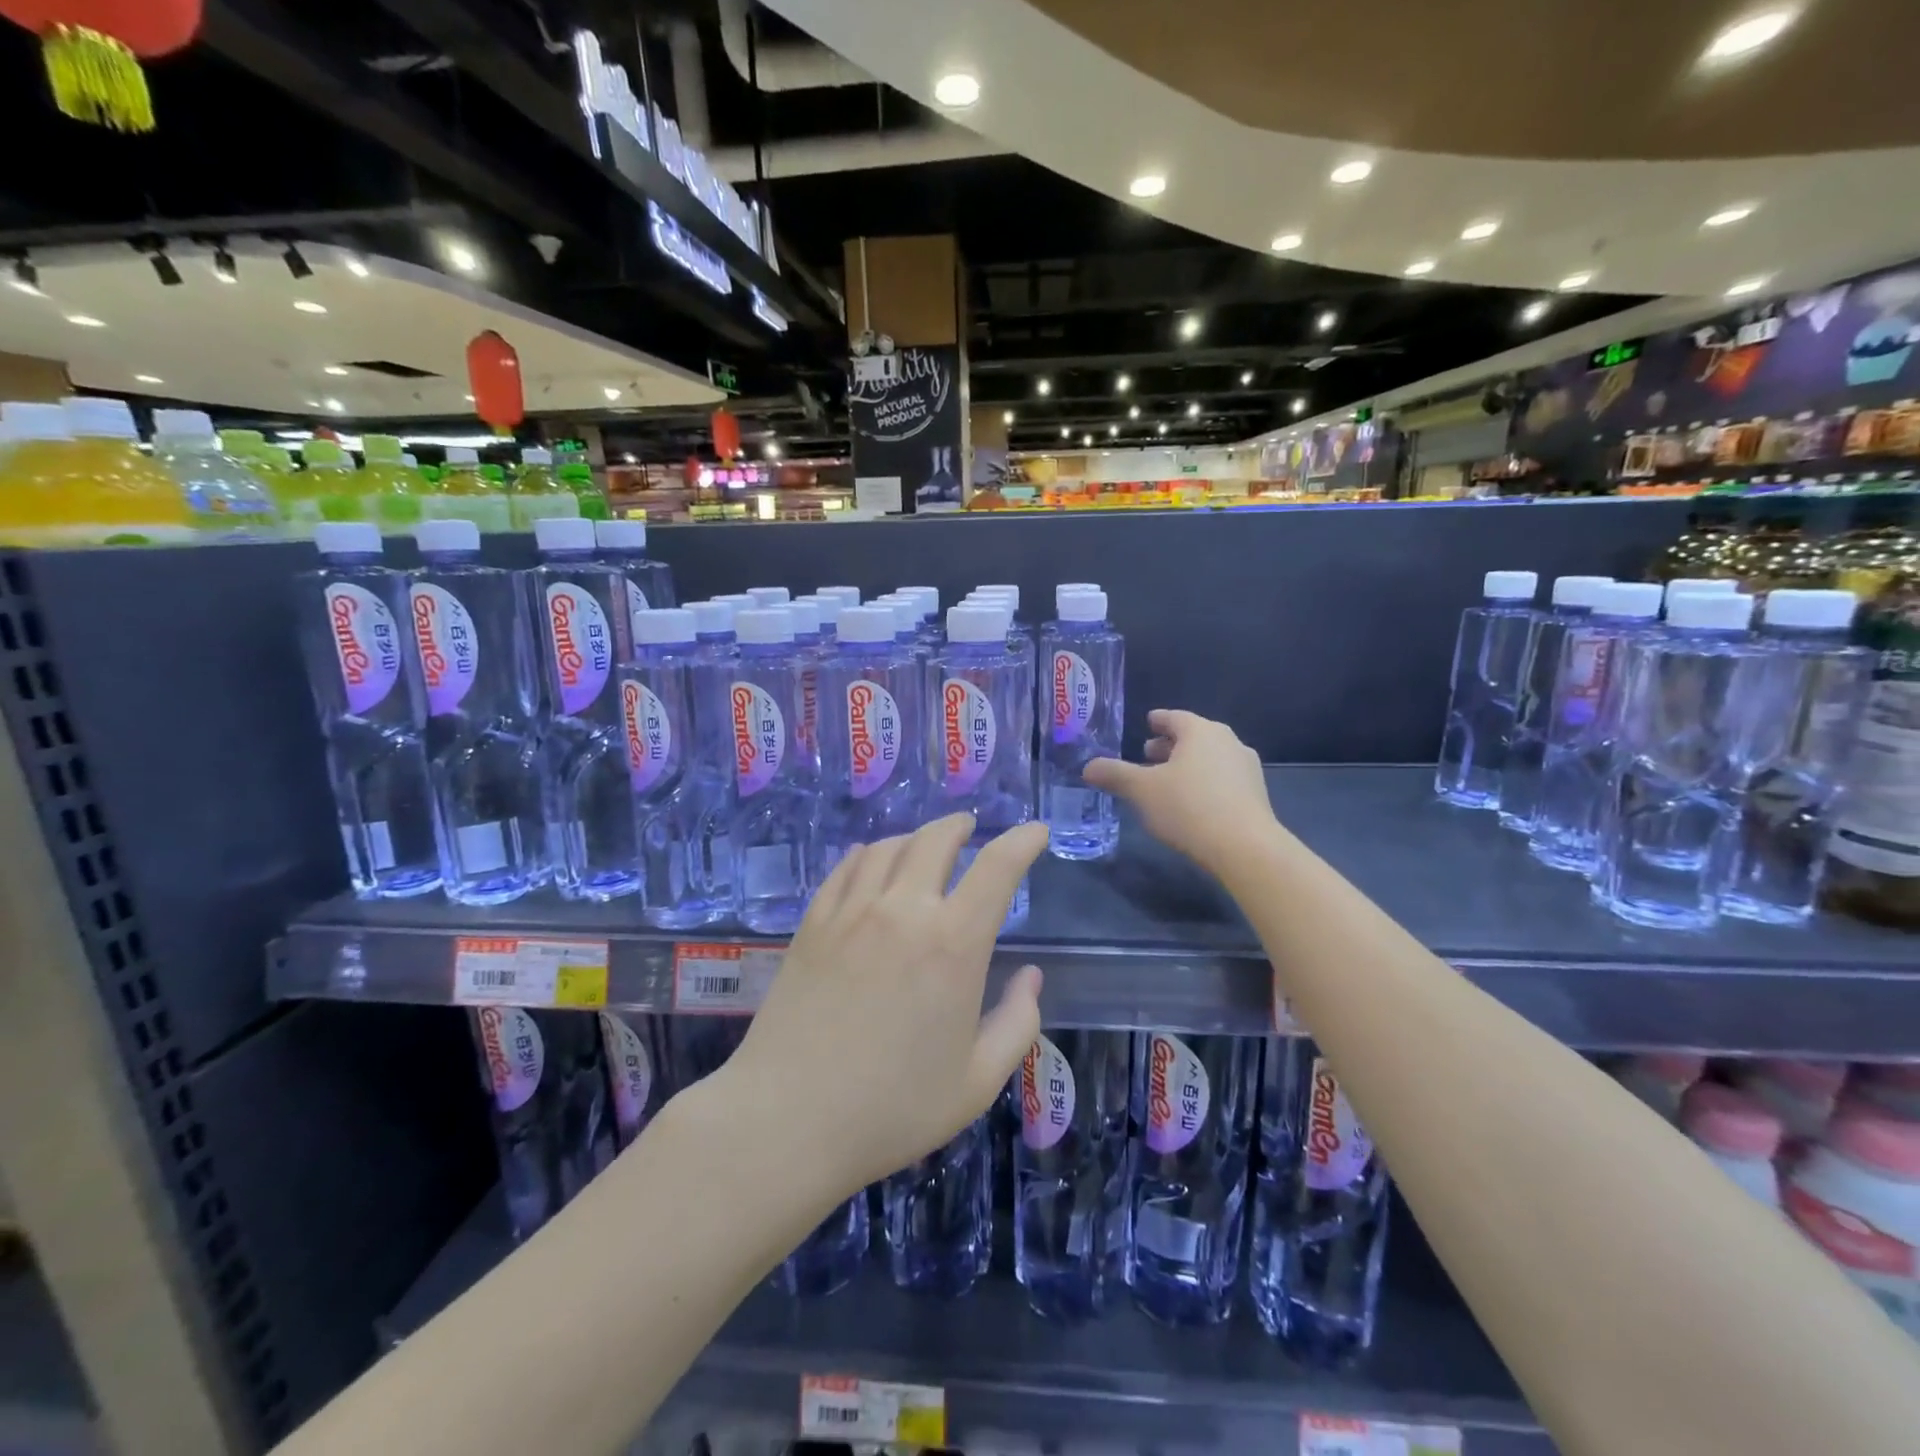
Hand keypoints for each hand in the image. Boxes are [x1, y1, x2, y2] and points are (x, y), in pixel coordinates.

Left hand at [725, 814, 1047, 1194]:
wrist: (786, 1121)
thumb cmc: (891, 1109)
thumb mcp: (977, 1082)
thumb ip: (1017, 1023)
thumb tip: (1031, 976)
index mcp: (953, 944)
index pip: (997, 867)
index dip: (1022, 841)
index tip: (1035, 831)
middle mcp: (903, 910)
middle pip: (936, 839)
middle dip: (960, 827)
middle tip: (970, 829)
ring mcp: (851, 911)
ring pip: (888, 846)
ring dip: (915, 837)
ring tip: (924, 846)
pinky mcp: (813, 922)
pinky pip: (846, 867)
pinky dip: (868, 853)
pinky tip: (871, 861)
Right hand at [1083, 709, 1277, 874]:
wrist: (1245, 848)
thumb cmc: (1188, 807)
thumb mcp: (1141, 790)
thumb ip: (1114, 774)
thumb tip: (1088, 766)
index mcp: (1200, 731)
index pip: (1174, 717)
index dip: (1157, 720)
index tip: (1147, 723)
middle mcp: (1228, 742)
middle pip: (1193, 737)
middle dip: (1169, 745)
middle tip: (1147, 755)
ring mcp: (1246, 768)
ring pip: (1209, 759)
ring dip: (1187, 766)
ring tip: (1166, 782)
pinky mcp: (1256, 795)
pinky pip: (1222, 779)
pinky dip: (1203, 783)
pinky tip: (1190, 803)